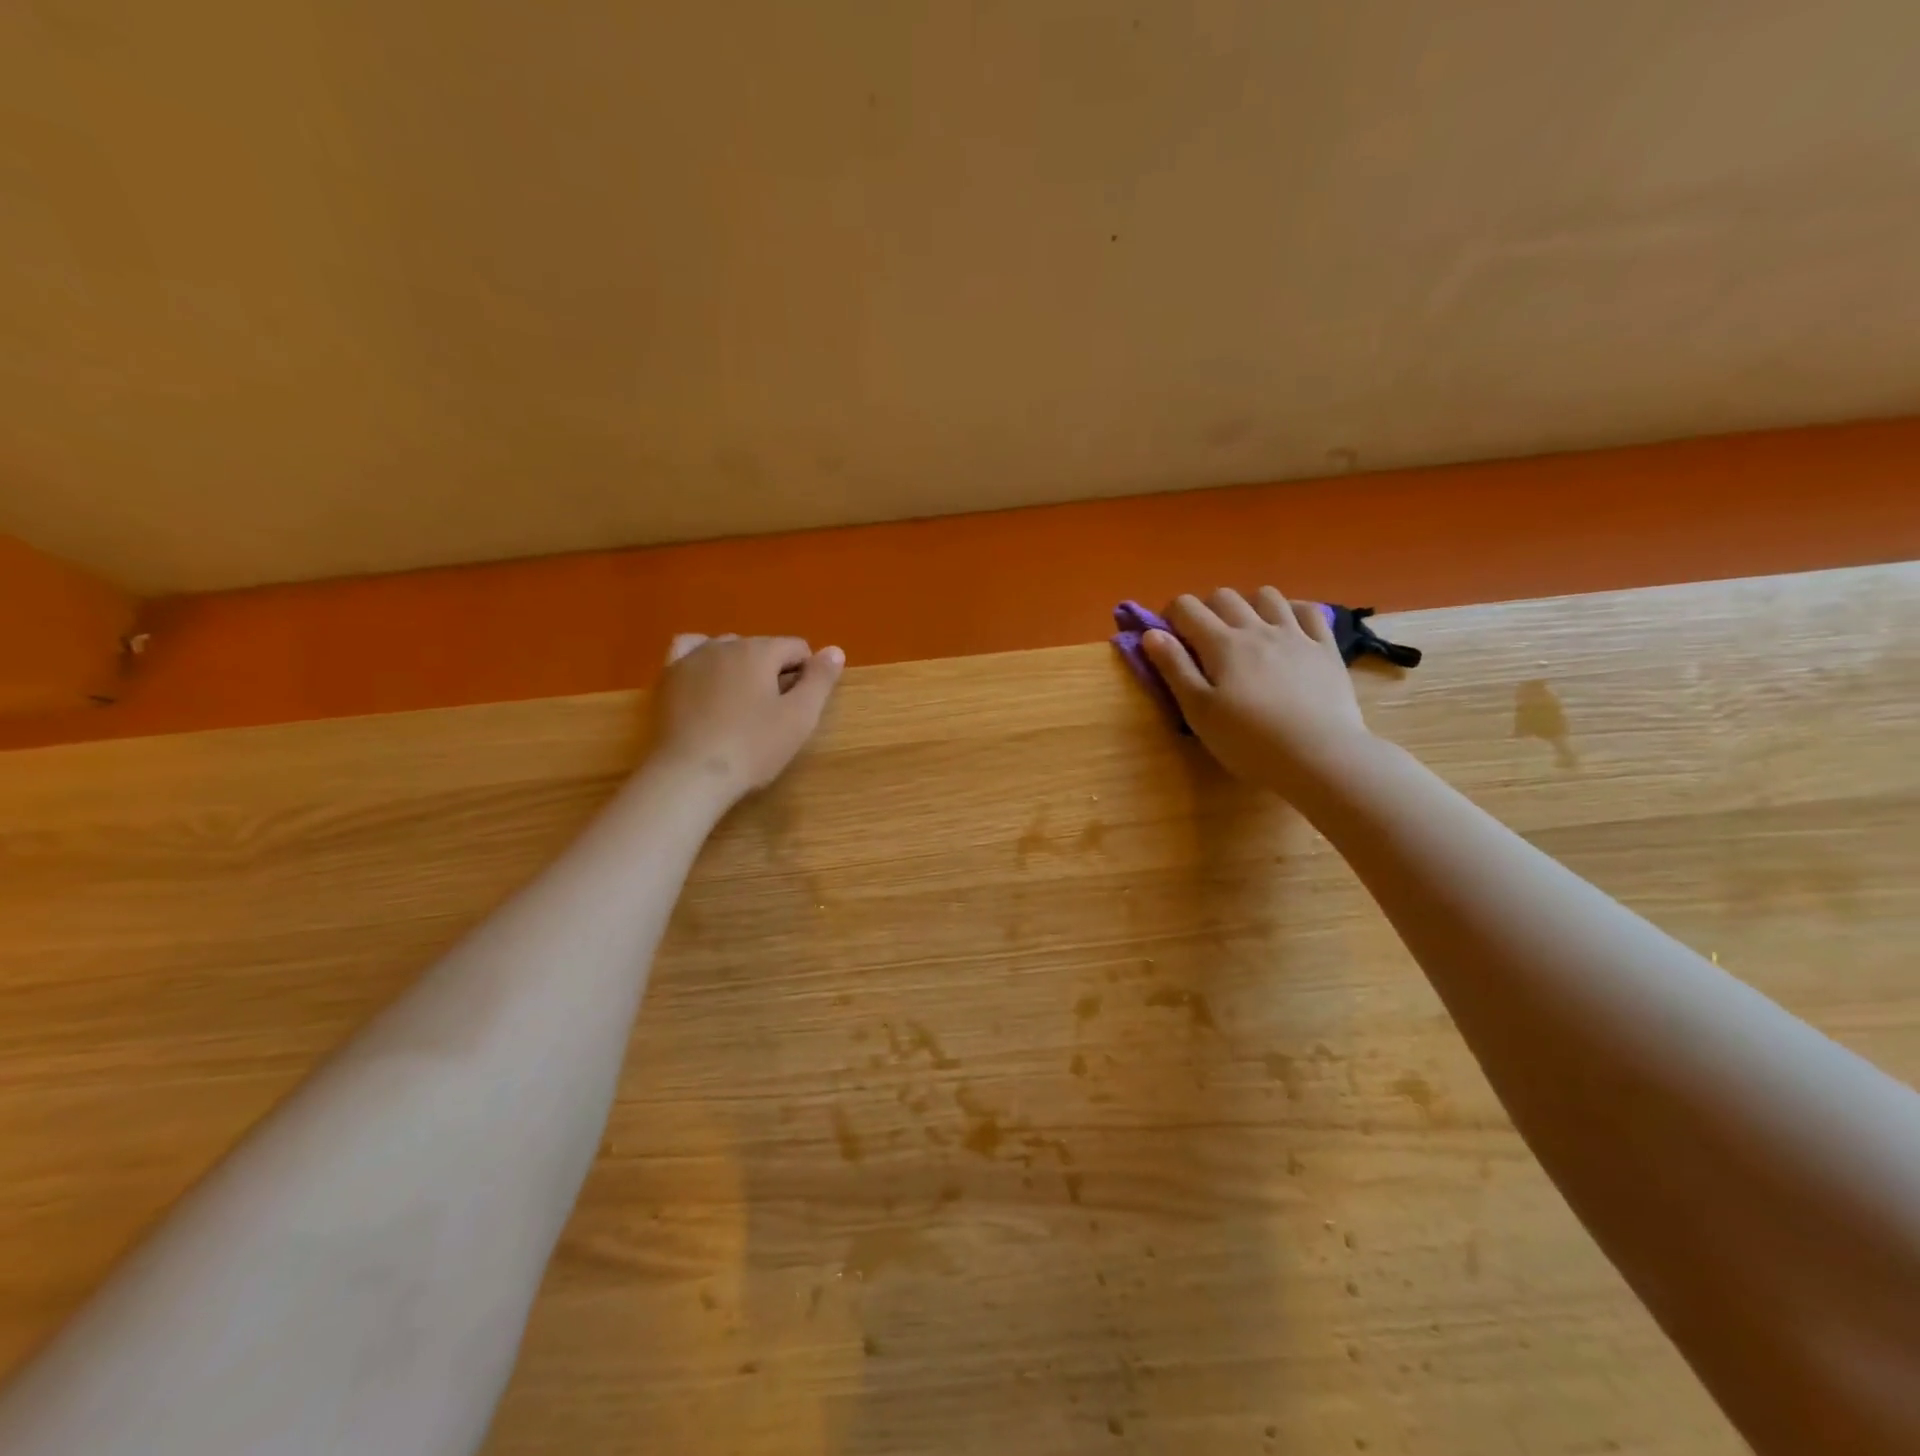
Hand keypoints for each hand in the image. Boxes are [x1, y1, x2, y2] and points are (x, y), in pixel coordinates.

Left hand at [647, 634, 844, 802]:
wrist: (690, 775)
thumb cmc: (752, 747)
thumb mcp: (799, 717)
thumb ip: (821, 680)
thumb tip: (835, 650)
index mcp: (760, 651)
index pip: (797, 648)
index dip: (806, 676)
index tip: (799, 709)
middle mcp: (725, 644)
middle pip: (762, 648)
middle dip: (773, 672)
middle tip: (771, 715)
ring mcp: (692, 658)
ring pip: (728, 649)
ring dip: (741, 668)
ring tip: (741, 705)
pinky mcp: (668, 677)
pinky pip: (688, 650)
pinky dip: (703, 658)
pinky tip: (707, 677)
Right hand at [1143, 587, 1368, 792]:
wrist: (1318, 756)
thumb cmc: (1248, 741)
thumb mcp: (1198, 711)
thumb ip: (1174, 669)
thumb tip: (1151, 633)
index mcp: (1221, 643)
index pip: (1186, 607)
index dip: (1170, 615)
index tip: (1168, 638)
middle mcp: (1256, 628)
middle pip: (1224, 596)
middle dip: (1206, 609)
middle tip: (1202, 640)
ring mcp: (1295, 634)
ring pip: (1267, 596)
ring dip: (1248, 605)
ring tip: (1245, 631)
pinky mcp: (1325, 648)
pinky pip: (1309, 611)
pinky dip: (1292, 610)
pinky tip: (1287, 627)